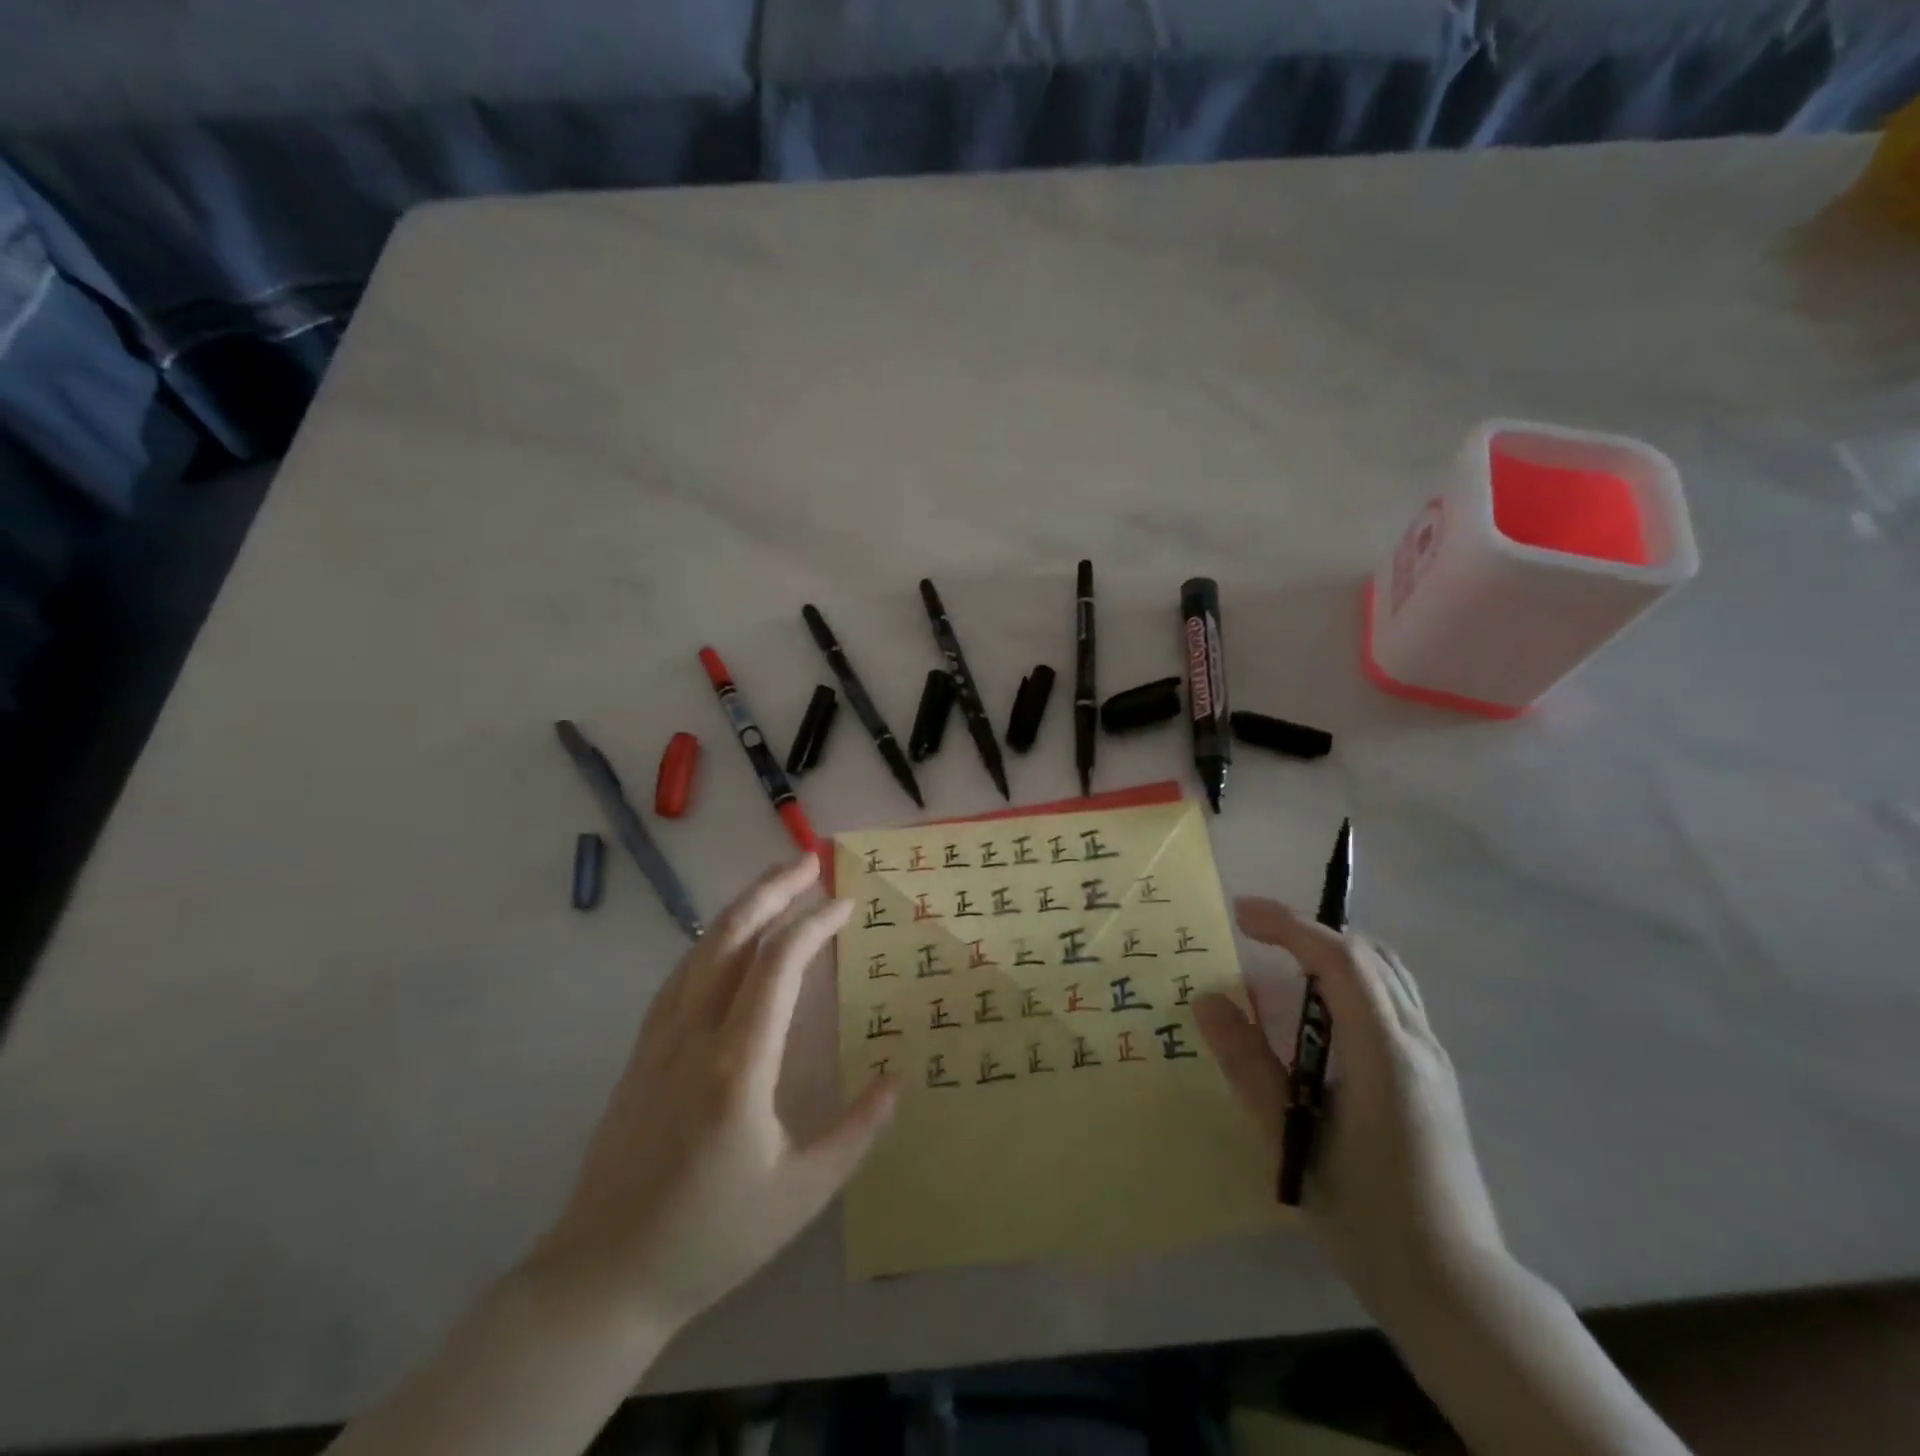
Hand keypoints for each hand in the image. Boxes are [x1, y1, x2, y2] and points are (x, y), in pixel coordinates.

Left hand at [529, 855, 896, 1335]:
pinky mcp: (641, 1052)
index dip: (814, 925)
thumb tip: (896, 1077)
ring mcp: (660, 1040)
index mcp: (738, 1065)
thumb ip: (857, 1130)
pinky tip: (727, 939)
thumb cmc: (711, 1237)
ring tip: (776, 882)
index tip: (845, 905)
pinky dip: (712, 941)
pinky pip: (681, 976)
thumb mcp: (802, 1194)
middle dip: (773, 891)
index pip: (777, 967)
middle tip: (809, 860)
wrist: (604, 1277)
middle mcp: (694, 1036)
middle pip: (733, 938)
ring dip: (742, 908)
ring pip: (702, 950)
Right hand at [1194, 900, 1502, 1316]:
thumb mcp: (1291, 1139)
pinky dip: (1353, 979)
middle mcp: (1417, 1042)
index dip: (1289, 925)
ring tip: (1284, 958)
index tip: (1241, 913)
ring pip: (1388, 974)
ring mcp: (1433, 1059)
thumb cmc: (1367, 1215)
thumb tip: (1208, 1000)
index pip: (1339, 960)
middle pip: (1370, 955)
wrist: (1456, 1289)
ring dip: (1335, 951)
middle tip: (1257, 932)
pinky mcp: (1433, 1077)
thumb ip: (1249, 1065)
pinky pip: (1394, 1000)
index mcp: (1385, 1053)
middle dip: (1310, 930)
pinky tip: (1321, 1010)